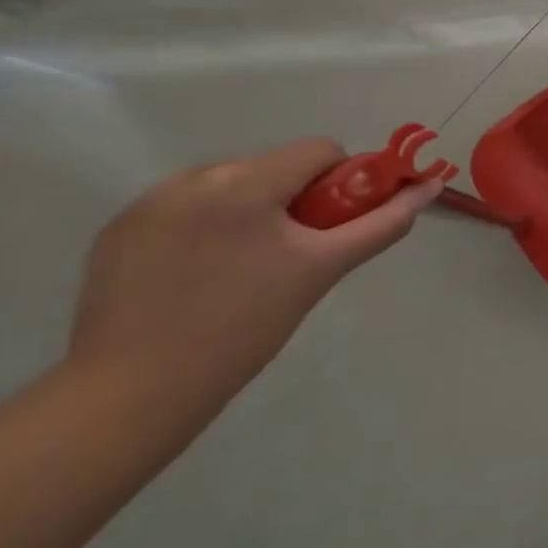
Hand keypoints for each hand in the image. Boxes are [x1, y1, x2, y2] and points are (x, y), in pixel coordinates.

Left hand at [69, 139, 439, 412]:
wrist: (131, 396)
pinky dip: (208, 230)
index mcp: (243, 181)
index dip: (341, 186)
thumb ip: (382, 223)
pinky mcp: (118, 230)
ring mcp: (147, 202)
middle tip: (292, 258)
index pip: (320, 151)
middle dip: (296, 202)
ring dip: (252, 214)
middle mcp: (192, 177)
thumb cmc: (243, 328)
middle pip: (276, 168)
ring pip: (232, 187)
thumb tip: (429, 188)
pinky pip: (188, 209)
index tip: (330, 231)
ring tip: (243, 273)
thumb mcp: (322, 270)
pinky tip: (200, 278)